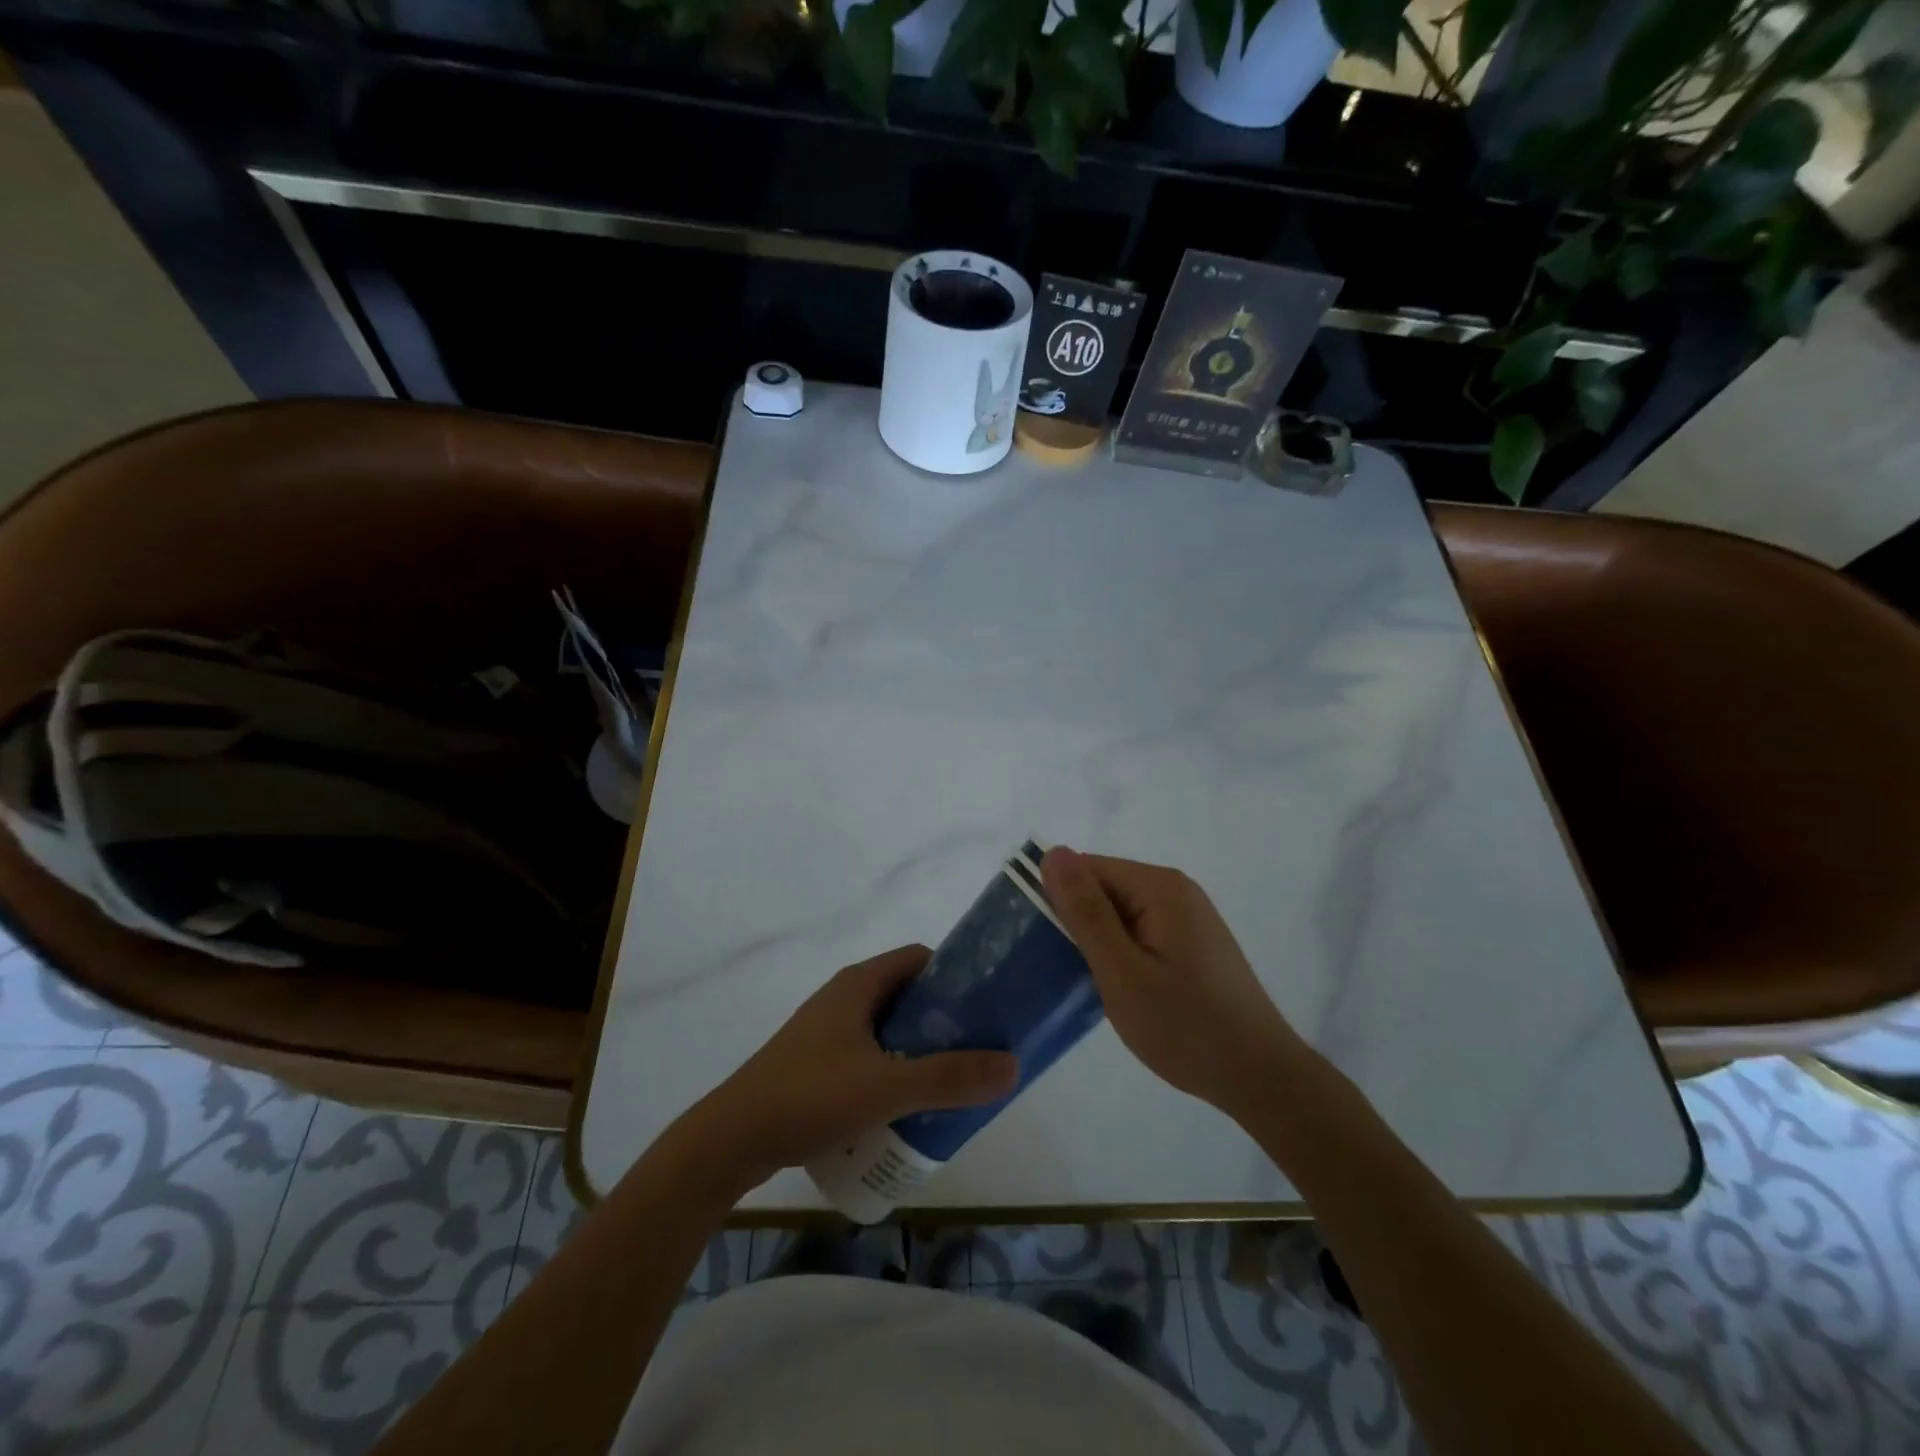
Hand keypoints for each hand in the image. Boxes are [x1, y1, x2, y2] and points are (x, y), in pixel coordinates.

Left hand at [673, 945, 1019, 1195]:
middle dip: (943, 1020)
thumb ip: (949, 1078)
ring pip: (887, 1028)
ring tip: (950, 1081)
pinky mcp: (815, 1062)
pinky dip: (892, 1069)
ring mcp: (826, 1030)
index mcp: (859, 984)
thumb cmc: (809, 1096)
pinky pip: (867, 1054)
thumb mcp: (886, 1087)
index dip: (956, 975)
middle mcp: (843, 997)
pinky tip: (905, 1106)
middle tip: (977, 1050)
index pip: (920, 959)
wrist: (730, 1140)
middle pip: (907, 995)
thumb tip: (1012, 1065)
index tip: (987, 1004)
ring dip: (918, 1048)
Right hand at [1041, 846, 1310, 1120]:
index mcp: (1159, 887)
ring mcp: (1187, 917)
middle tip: (1064, 971)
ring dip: (1099, 942)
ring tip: (1087, 984)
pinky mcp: (1192, 943)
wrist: (1260, 1077)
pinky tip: (1119, 989)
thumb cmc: (1185, 1026)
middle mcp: (1176, 890)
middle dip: (1080, 923)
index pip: (1087, 869)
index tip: (1043, 945)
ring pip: (1120, 913)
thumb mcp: (1122, 971)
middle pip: (1105, 888)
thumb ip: (1086, 912)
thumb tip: (1053, 853)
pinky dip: (1122, 954)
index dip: (1060, 902)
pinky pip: (1140, 932)